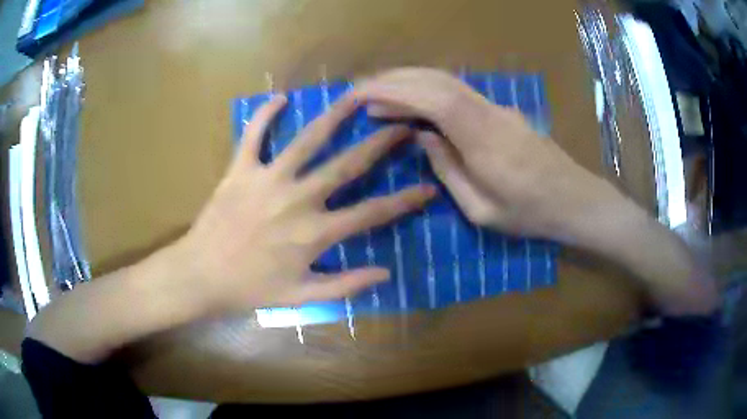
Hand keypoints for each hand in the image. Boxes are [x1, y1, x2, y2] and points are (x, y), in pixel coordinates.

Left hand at [178, 93, 434, 312]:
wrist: (201, 275)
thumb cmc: (250, 288)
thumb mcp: (301, 297)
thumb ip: (345, 286)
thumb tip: (384, 273)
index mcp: (315, 233)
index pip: (372, 213)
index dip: (405, 201)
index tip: (429, 188)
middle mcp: (298, 199)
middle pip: (347, 165)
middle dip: (381, 143)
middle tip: (404, 124)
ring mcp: (267, 180)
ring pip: (307, 140)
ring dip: (334, 116)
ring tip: (357, 95)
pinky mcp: (240, 170)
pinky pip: (253, 135)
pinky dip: (264, 114)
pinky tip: (280, 97)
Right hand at [356, 68, 716, 315]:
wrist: (576, 200)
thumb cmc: (531, 215)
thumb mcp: (482, 210)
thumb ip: (448, 170)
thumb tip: (422, 136)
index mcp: (484, 141)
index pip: (433, 100)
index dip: (396, 92)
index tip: (363, 95)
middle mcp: (490, 113)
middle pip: (438, 80)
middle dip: (397, 80)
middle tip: (364, 90)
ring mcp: (499, 108)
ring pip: (449, 81)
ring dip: (413, 80)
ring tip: (383, 93)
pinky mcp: (503, 111)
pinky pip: (461, 92)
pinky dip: (431, 90)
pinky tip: (418, 101)